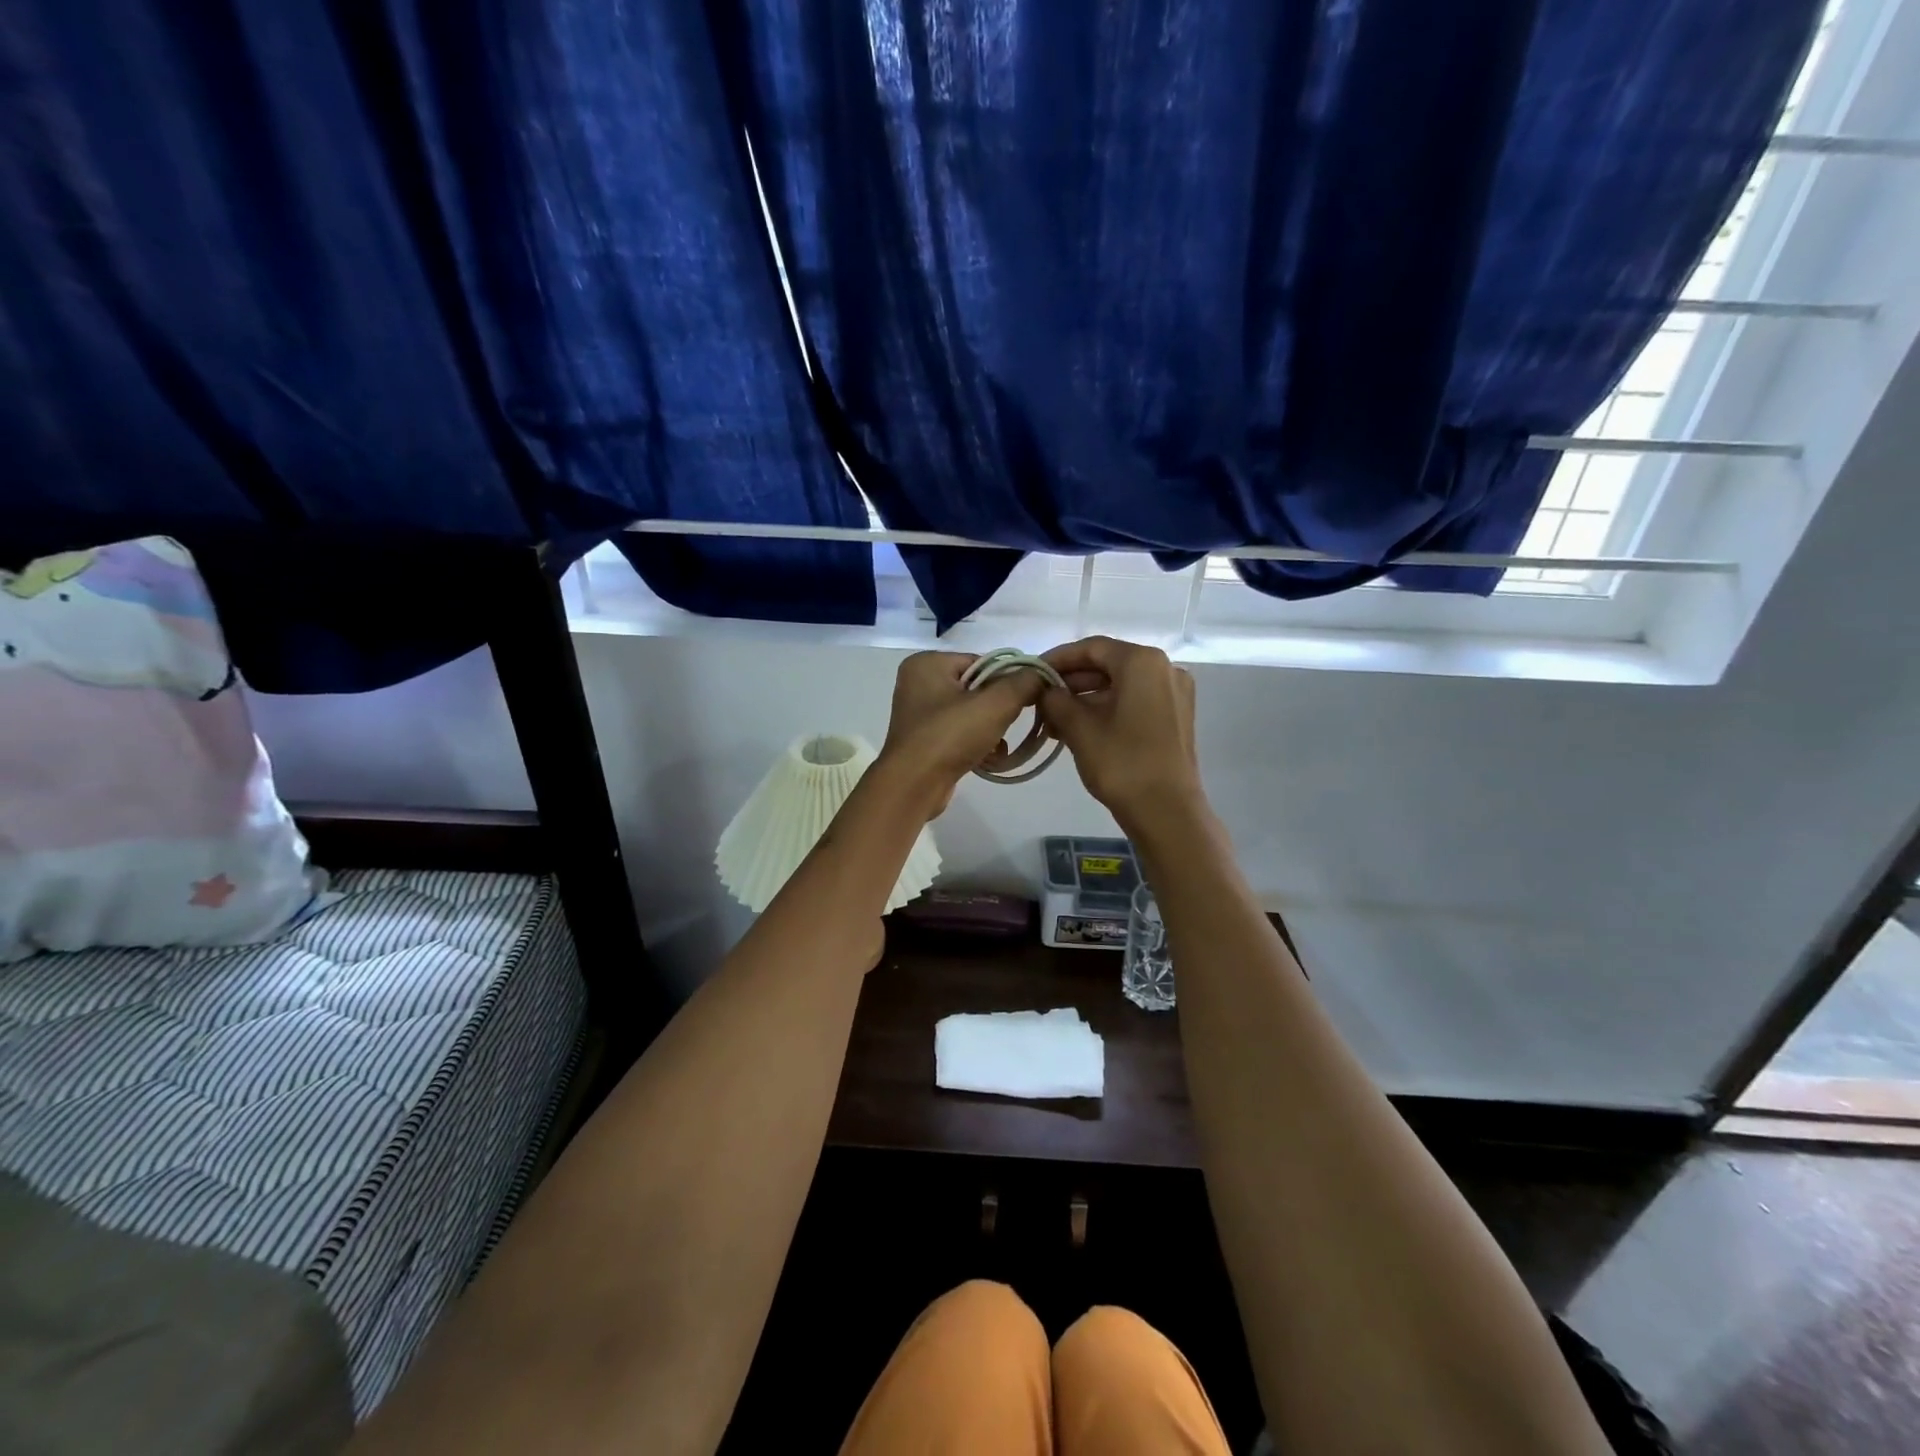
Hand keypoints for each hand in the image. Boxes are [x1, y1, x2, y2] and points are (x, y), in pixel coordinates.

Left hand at [877, 651, 1048, 816]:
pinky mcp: (924, 740)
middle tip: (1009, 725)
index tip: (1023, 701)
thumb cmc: (950, 736)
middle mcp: (918, 683)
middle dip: (999, 710)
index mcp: (927, 663)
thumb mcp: (995, 704)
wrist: (913, 786)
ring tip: (998, 747)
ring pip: (971, 713)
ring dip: (991, 730)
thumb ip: (1024, 683)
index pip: (982, 662)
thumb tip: (1042, 673)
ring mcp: (919, 714)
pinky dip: (977, 743)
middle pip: (977, 689)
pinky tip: (989, 758)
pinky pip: (960, 733)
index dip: (1007, 681)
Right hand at [1038, 636, 1204, 829]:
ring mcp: (1174, 693)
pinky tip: (1079, 729)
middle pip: (1108, 665)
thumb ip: (1056, 700)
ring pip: (1120, 685)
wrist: (1167, 812)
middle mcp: (1164, 668)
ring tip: (1053, 721)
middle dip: (1071, 682)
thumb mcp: (1079, 729)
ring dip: (1085, 699)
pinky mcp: (1175, 716)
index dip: (1057, 659)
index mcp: (1143, 662)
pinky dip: (1106, 709)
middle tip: (1039, 701)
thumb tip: (1046, 690)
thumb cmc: (1121, 764)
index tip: (1032, 672)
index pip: (1091, 648)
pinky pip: (1134, 701)